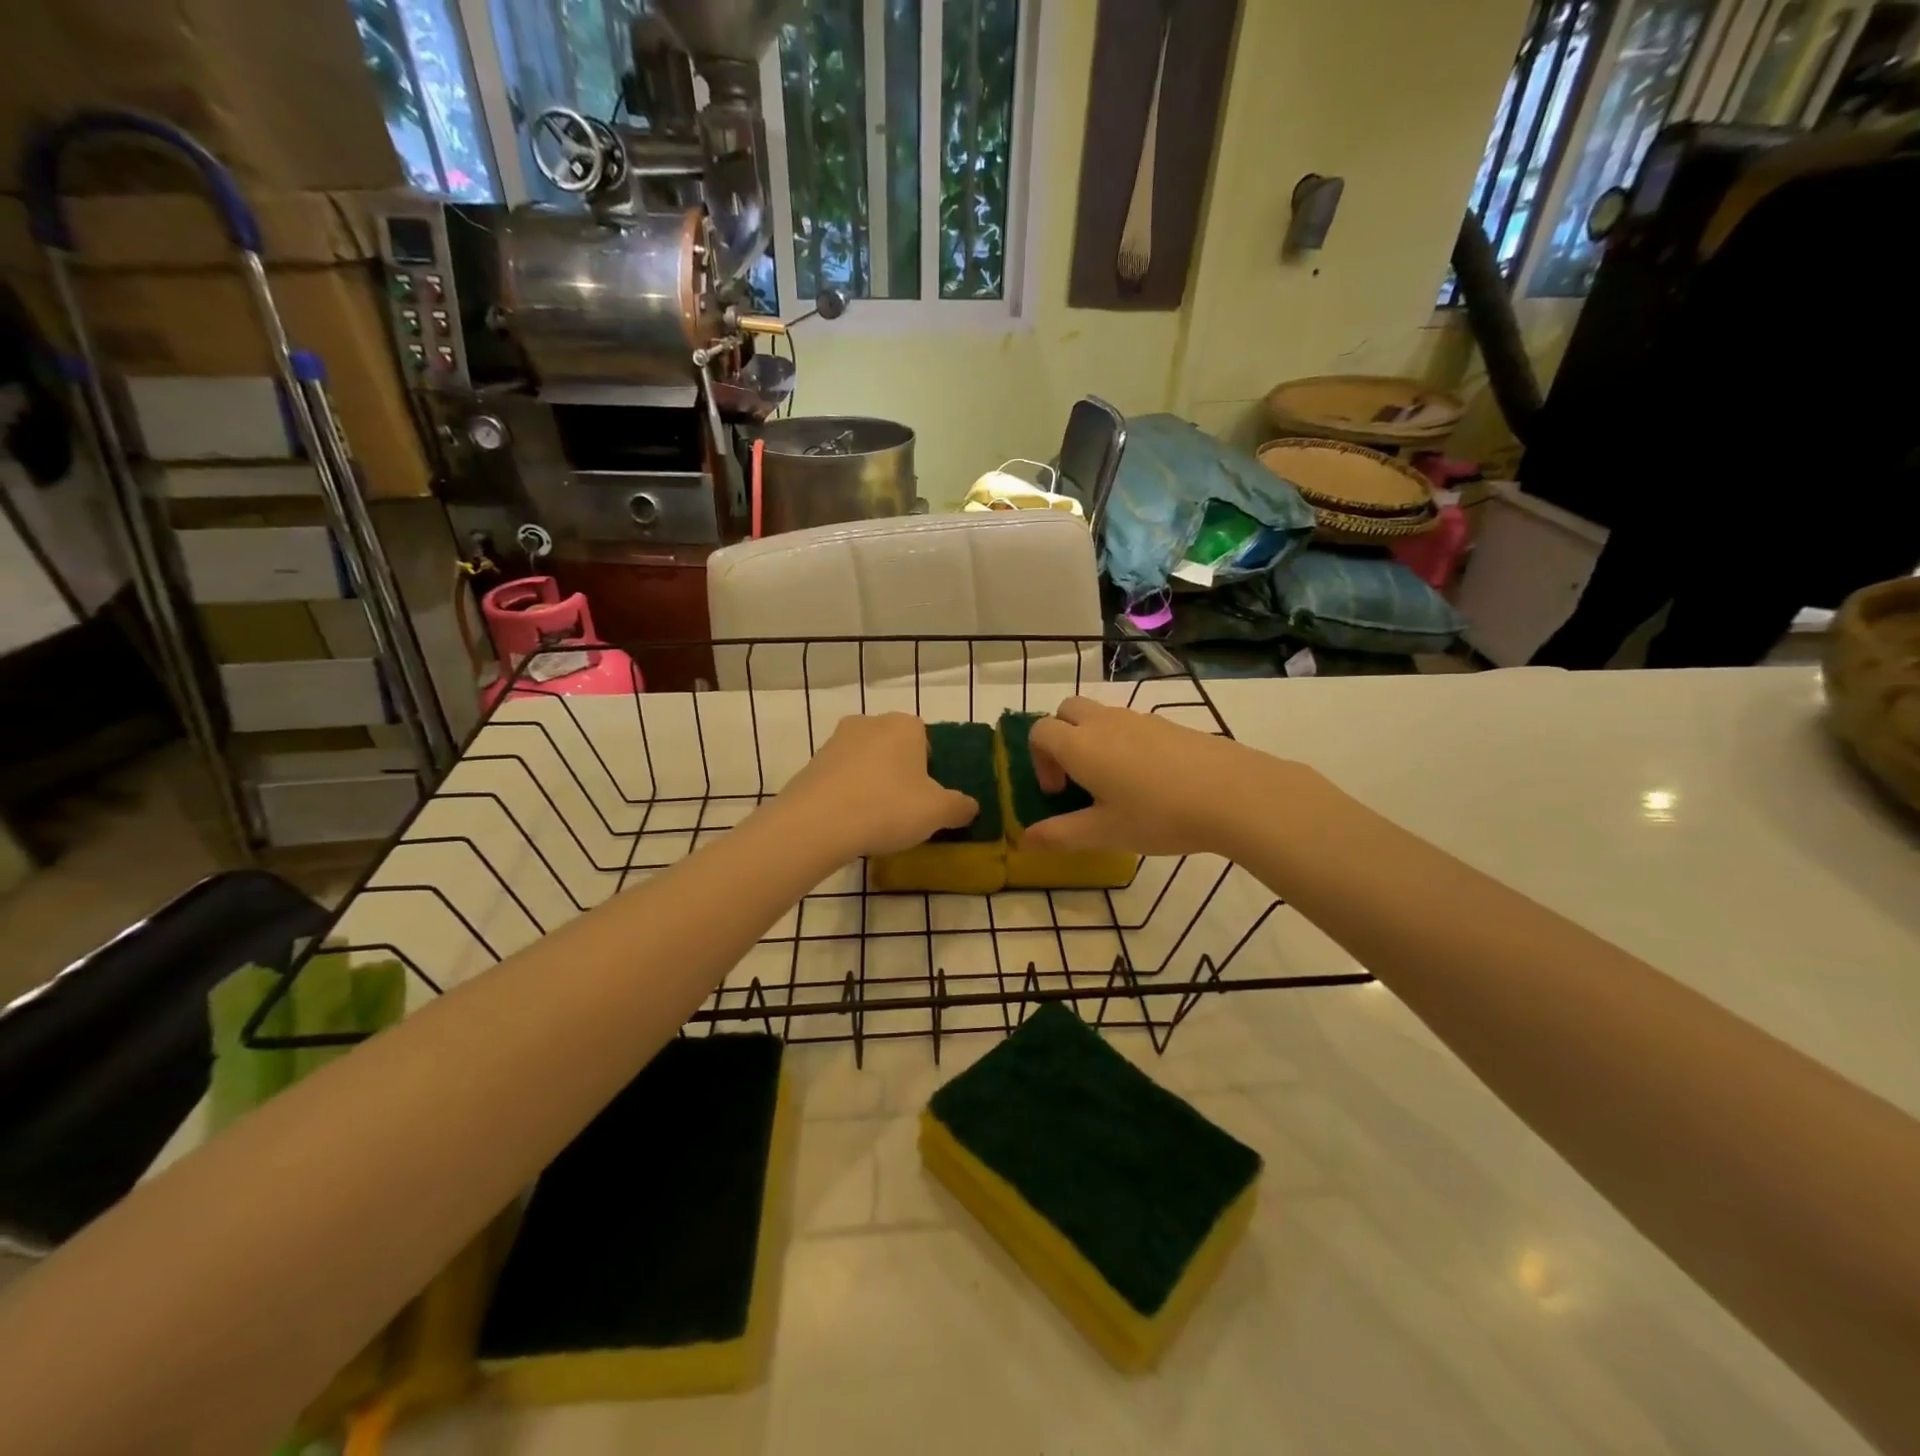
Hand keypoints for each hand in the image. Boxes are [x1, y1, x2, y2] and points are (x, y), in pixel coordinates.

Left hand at [778, 713, 978, 857]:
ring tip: (875, 819)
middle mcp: (869, 723)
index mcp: (905, 725)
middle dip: (900, 773)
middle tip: (904, 809)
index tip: (928, 798)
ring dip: (872, 783)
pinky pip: (841, 778)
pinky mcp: (811, 764)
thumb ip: (960, 807)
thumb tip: (970, 806)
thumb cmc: (888, 807)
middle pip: (894, 748)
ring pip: (866, 762)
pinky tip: (850, 821)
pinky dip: (848, 794)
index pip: (926, 740)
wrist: (817, 823)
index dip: (930, 769)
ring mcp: (835, 741)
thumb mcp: (937, 812)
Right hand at [1025, 697, 1291, 856]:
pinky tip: (1149, 780)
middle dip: (1060, 738)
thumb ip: (1061, 835)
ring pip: (1100, 715)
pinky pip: (1130, 724)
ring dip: (1092, 739)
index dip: (1039, 760)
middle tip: (1076, 777)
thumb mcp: (1105, 833)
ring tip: (1114, 782)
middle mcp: (1104, 722)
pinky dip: (1123, 742)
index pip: (1040, 731)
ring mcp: (1139, 719)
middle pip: (1067, 711)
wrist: (1233, 793)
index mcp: (1080, 745)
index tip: (1057, 793)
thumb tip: (1025, 840)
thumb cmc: (1159, 815)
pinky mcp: (1169, 724)